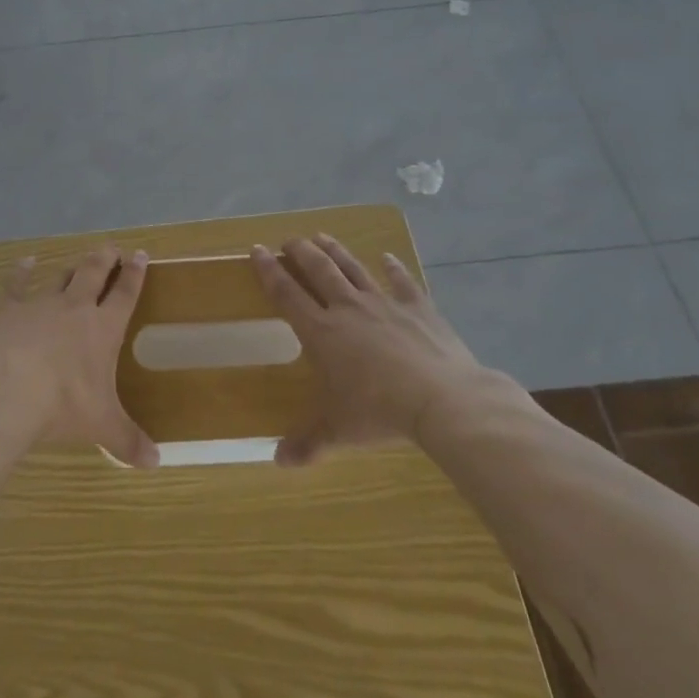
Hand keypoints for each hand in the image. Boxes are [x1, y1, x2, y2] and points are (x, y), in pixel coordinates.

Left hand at [0, 246, 158, 468]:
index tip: (141, 255)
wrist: (8, 391)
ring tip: (79, 261)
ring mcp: (41, 304)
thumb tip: (156, 462)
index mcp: (103, 329)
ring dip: (72, 269)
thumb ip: (128, 440)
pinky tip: (25, 262)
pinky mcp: (9, 309)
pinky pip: (17, 284)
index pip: (125, 294)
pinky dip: (21, 272)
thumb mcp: (102, 426)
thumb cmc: (63, 405)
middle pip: (94, 273)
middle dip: (105, 259)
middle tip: (112, 247)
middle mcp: (75, 308)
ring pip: (61, 277)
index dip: (135, 275)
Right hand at [252, 234, 486, 465]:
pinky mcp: (418, 307)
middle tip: (289, 240)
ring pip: (353, 268)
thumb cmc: (379, 412)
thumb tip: (277, 461)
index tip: (256, 251)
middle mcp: (348, 309)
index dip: (269, 271)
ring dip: (336, 251)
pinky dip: (394, 268)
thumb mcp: (338, 431)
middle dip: (300, 252)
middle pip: (319, 270)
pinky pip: (402, 281)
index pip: (287, 294)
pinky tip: (388, 257)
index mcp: (322, 332)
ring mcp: (384, 304)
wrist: (442, 399)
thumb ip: (307, 443)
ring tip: (322, 236)